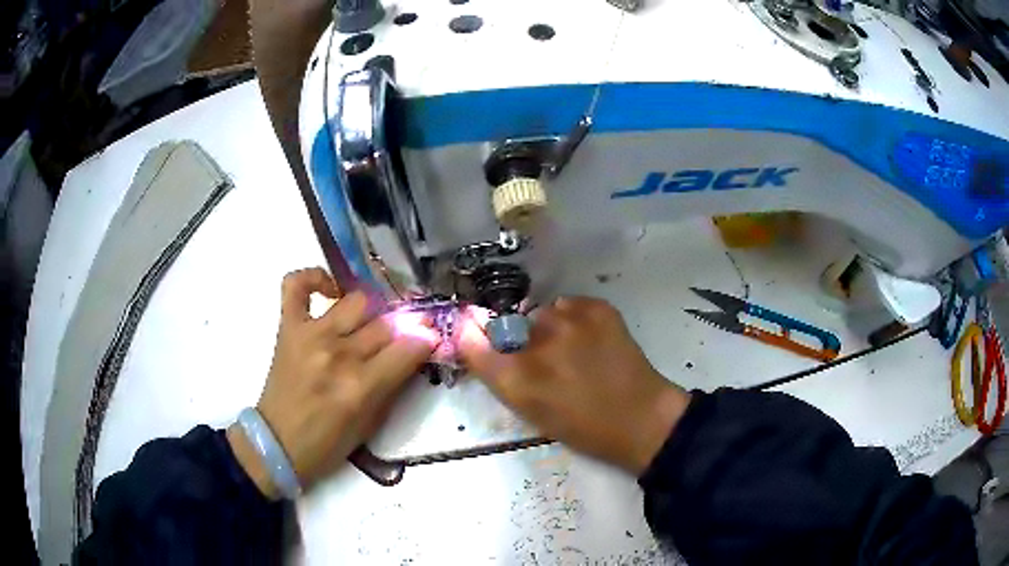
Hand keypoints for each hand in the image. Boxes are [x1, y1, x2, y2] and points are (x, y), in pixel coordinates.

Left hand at [229, 268, 438, 497]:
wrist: (279, 443)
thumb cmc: (329, 442)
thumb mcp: (372, 423)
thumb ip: (394, 384)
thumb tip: (416, 350)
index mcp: (361, 386)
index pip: (409, 347)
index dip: (426, 340)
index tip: (430, 339)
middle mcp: (338, 354)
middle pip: (386, 323)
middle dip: (404, 326)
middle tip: (404, 332)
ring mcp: (311, 335)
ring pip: (356, 301)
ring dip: (371, 311)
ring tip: (369, 323)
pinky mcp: (288, 326)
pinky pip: (296, 284)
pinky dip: (313, 278)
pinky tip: (330, 291)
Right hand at [459, 297, 690, 473]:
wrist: (641, 418)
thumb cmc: (583, 428)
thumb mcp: (531, 412)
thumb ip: (501, 377)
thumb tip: (477, 341)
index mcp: (516, 379)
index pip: (472, 340)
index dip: (472, 334)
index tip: (475, 333)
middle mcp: (537, 343)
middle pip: (510, 324)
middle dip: (520, 339)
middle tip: (546, 359)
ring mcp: (570, 321)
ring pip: (543, 313)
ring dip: (549, 328)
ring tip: (575, 349)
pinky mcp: (597, 308)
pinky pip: (569, 305)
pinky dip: (574, 319)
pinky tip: (593, 340)